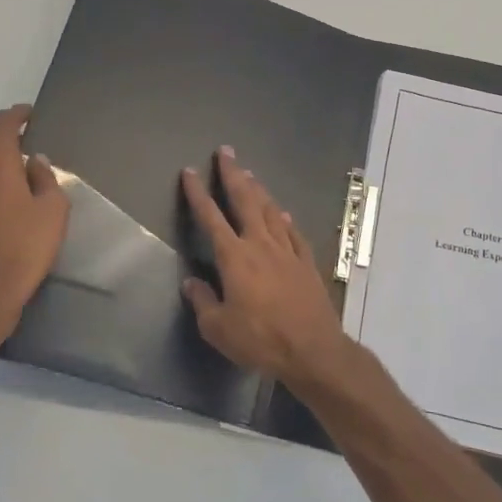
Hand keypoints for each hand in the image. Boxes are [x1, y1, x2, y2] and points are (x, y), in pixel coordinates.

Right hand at [180, 147, 366, 397]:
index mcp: (234, 257)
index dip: (197, 194)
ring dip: (258, 190)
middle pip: (245, 201)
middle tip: (226, 152)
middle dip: (233, 175)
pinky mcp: (306, 263)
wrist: (312, 350)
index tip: (189, 173)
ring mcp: (287, 251)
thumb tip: (191, 282)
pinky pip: (293, 233)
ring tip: (250, 173)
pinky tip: (282, 213)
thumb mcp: (218, 328)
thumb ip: (202, 301)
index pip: (210, 217)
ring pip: (270, 211)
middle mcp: (260, 245)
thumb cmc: (260, 340)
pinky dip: (285, 220)